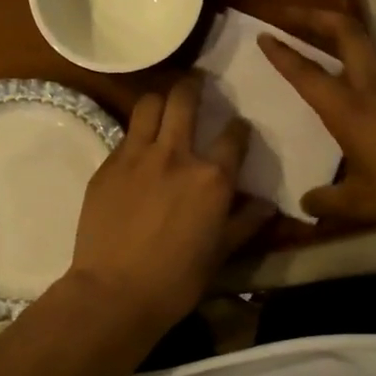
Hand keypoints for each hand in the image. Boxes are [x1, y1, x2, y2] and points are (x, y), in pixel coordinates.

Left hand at [67, 73, 275, 329]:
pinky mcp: (107, 164)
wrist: (114, 292)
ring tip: (164, 106)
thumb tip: (267, 204)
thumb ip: (245, 222)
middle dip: (194, 85)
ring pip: (148, 104)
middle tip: (196, 84)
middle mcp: (175, 154)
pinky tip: (138, 149)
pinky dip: (137, 134)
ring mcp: (136, 155)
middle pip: (184, 99)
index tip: (237, 129)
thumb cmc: (176, 279)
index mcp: (211, 177)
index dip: (238, 128)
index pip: (233, 135)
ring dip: (160, 100)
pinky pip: (126, 135)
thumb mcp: (221, 253)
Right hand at [258, 9, 375, 235]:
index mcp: (351, 109)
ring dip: (339, 37)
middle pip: (347, 33)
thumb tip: (307, 202)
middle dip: (314, 18)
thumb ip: (329, 201)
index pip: (307, 74)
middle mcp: (375, 89)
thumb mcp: (364, 204)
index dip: (283, 54)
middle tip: (290, 15)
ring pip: (366, 48)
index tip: (263, 34)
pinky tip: (352, 91)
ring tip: (317, 43)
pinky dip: (358, 64)